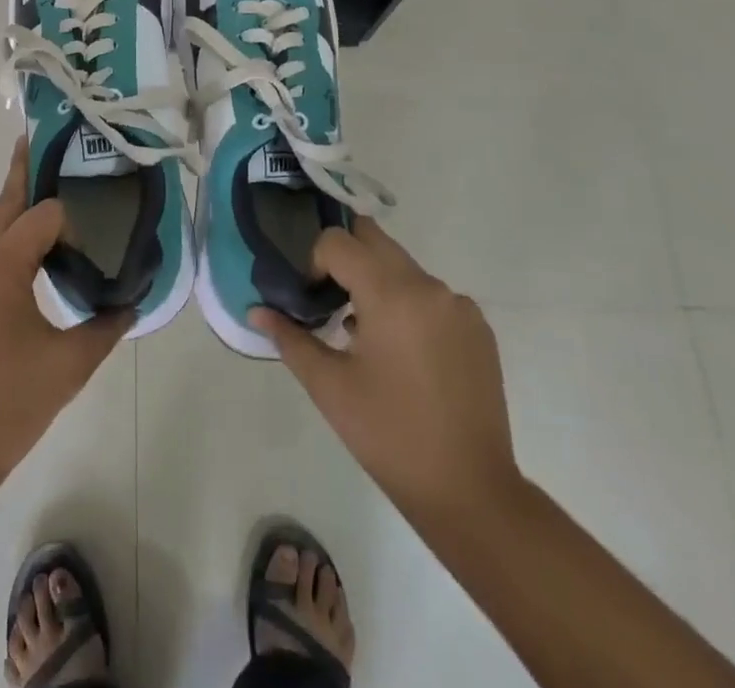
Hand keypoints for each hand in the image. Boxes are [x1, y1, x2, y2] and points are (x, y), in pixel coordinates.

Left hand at [0, 137, 130, 493]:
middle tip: (53, 147)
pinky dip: (1, 251)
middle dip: (29, 175)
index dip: (74, 219)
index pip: (44, 213)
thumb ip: (105, 326)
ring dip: (17, 219)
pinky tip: (22, 274)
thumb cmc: (3, 408)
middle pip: (6, 204)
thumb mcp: (67, 367)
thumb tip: (133, 302)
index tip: (98, 228)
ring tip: (51, 216)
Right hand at [252, 218, 522, 529]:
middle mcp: (429, 286)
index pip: (338, 242)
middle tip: (328, 296)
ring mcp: (459, 306)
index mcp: (392, 294)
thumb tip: (256, 311)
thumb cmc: (389, 436)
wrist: (471, 493)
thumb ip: (290, 338)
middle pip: (374, 240)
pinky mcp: (478, 328)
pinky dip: (407, 304)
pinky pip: (430, 294)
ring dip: (376, 282)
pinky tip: (401, 353)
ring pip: (402, 266)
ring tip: (362, 332)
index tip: (310, 299)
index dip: (313, 261)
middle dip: (344, 258)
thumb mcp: (329, 386)